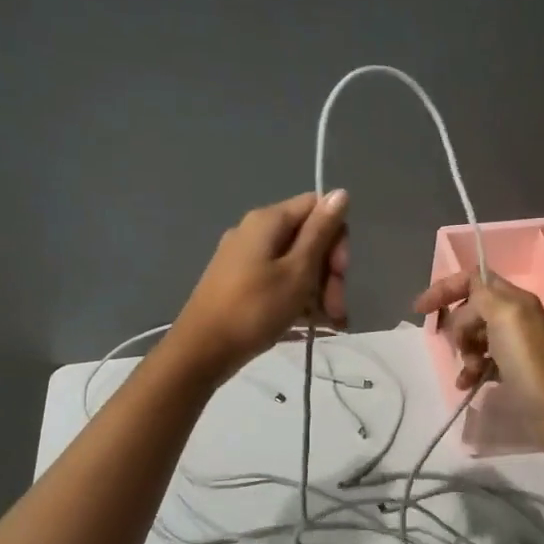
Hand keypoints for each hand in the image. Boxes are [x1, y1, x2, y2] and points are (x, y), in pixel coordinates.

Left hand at [171, 191, 350, 383]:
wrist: (202, 350)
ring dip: (318, 290)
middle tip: (336, 308)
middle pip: (307, 238)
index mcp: (268, 221)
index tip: (340, 271)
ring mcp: (245, 258)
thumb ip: (321, 232)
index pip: (317, 207)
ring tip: (330, 323)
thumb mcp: (297, 271)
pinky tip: (311, 324)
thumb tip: (341, 192)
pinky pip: (279, 280)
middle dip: (329, 272)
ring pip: (295, 263)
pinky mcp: (240, 282)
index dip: (336, 236)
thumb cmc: (255, 309)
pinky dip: (297, 298)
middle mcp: (255, 231)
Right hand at [412, 271, 543, 450]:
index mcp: (514, 300)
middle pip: (471, 310)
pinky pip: (481, 362)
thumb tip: (466, 301)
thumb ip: (483, 295)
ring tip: (471, 370)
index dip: (445, 289)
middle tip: (461, 346)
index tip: (421, 310)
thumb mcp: (506, 316)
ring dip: (464, 352)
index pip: (474, 280)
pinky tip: (467, 384)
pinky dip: (470, 370)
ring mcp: (514, 346)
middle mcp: (515, 318)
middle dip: (457, 327)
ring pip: (473, 337)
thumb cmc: (531, 362)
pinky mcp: (512, 371)